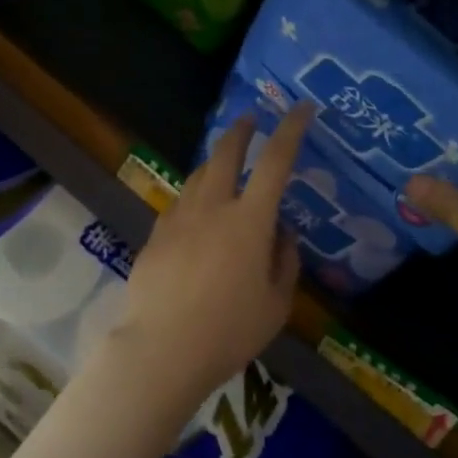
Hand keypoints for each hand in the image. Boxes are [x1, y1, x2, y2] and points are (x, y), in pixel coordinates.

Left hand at [103, 105, 311, 410]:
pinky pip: (180, 203)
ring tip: (224, 164)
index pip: (275, 161)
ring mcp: (179, 218)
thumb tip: (282, 233)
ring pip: (198, 175)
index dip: (291, 129)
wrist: (162, 349)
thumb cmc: (229, 331)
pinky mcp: (156, 235)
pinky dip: (195, 196)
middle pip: (225, 153)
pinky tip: (197, 213)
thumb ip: (285, 262)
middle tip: (250, 120)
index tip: (301, 108)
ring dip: (215, 162)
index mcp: (250, 221)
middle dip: (241, 131)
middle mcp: (213, 208)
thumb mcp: (276, 304)